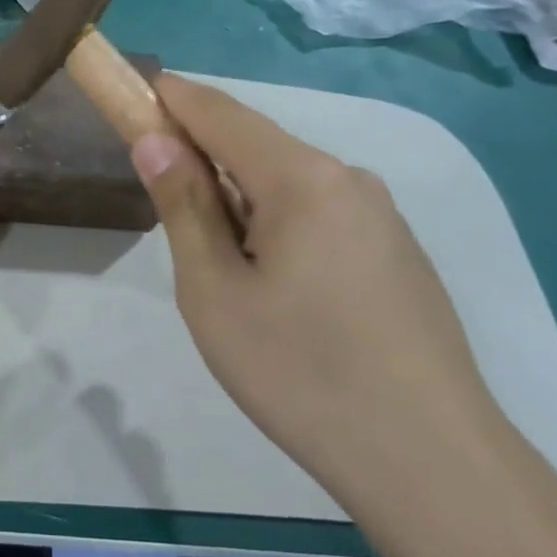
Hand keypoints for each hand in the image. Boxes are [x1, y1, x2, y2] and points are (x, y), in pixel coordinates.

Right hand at [130, 74, 513, 513]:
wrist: (427, 460)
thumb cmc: (299, 371)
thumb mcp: (214, 291)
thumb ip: (183, 207)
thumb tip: (154, 140)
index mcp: (302, 178)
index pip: (219, 113)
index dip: (169, 99)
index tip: (129, 96)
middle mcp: (349, 180)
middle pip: (256, 147)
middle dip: (202, 160)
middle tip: (165, 211)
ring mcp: (382, 218)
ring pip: (288, 186)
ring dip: (240, 202)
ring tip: (221, 274)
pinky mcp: (397, 255)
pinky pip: (320, 217)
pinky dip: (277, 227)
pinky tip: (275, 291)